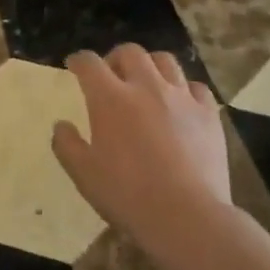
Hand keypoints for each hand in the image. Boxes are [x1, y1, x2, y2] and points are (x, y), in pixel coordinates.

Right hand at [53, 46, 230, 255]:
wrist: (187, 217)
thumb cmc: (128, 196)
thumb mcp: (84, 175)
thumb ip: (67, 146)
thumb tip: (61, 125)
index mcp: (110, 98)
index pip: (89, 63)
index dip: (79, 61)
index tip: (75, 66)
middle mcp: (146, 86)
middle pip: (130, 52)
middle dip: (116, 58)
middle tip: (113, 75)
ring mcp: (181, 97)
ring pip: (165, 60)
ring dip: (151, 66)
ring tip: (147, 82)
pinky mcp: (208, 113)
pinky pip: (196, 87)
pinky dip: (184, 89)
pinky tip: (181, 104)